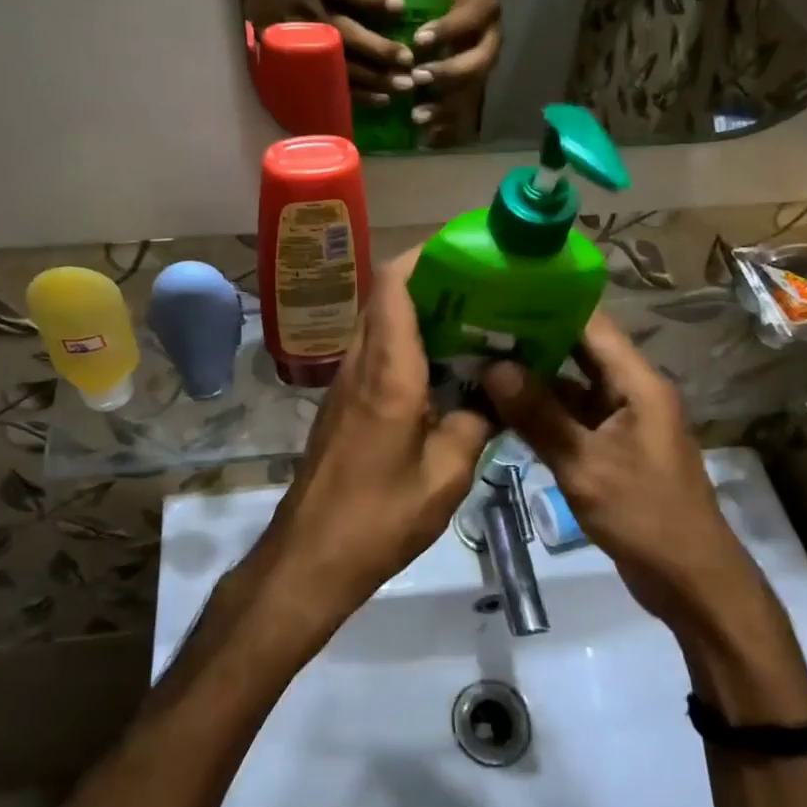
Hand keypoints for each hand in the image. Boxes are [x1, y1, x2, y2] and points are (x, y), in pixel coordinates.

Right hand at [243, 0, 415, 104]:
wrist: (261, 8)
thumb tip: (405, 12)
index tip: (399, 7)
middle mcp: (310, 12)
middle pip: (344, 32)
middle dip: (377, 48)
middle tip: (407, 60)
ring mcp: (303, 43)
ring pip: (341, 64)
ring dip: (374, 77)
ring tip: (404, 86)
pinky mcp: (302, 68)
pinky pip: (332, 84)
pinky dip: (359, 94)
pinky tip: (383, 99)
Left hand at [253, 249, 494, 631]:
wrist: (311, 555)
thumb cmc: (380, 517)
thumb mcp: (446, 476)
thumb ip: (474, 424)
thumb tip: (494, 397)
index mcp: (388, 371)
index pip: (393, 285)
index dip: (424, 256)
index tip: (464, 250)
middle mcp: (360, 363)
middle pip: (385, 296)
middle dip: (429, 279)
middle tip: (480, 287)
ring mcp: (345, 382)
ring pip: (379, 322)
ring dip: (418, 311)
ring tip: (471, 320)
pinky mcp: (342, 403)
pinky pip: (375, 352)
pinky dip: (406, 343)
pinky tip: (443, 368)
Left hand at [409, 0, 500, 143]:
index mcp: (483, 7)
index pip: (470, 18)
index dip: (447, 30)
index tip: (418, 40)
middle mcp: (491, 38)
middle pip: (478, 62)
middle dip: (448, 72)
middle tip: (417, 78)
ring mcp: (484, 64)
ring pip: (472, 89)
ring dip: (445, 104)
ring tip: (417, 115)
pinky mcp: (475, 84)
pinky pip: (466, 108)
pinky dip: (447, 123)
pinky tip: (426, 135)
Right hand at [478, 313, 759, 635]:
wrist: (691, 582)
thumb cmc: (645, 516)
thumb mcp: (585, 465)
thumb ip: (538, 415)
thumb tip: (492, 367)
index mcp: (638, 383)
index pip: (591, 324)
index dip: (548, 304)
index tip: (499, 294)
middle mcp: (631, 391)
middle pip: (579, 351)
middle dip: (531, 339)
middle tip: (476, 328)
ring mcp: (622, 419)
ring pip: (572, 385)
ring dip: (532, 378)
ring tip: (480, 361)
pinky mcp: (612, 446)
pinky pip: (572, 416)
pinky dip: (542, 411)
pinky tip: (501, 407)